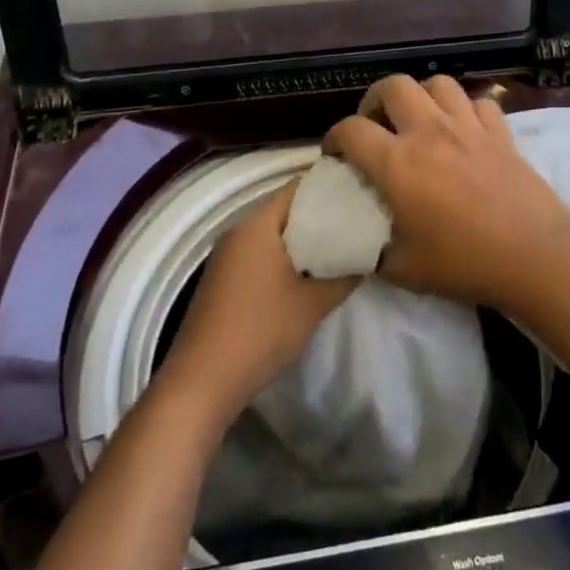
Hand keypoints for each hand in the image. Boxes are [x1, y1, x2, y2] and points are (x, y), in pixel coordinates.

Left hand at [158, 183, 357, 426]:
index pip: (298, 188)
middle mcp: (238, 231)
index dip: (331, 187)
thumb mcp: (312, 304)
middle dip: (321, 216)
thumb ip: (344, 276)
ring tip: (341, 245)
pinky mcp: (223, 279)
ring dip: (303, 240)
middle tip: (358, 220)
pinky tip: (309, 273)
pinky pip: (260, 254)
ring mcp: (226, 256)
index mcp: (257, 225)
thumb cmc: (260, 332)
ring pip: (273, 235)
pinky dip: (285, 257)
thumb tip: (367, 257)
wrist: (202, 382)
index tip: (360, 192)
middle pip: (286, 210)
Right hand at [324, 74, 569, 305]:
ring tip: (419, 120)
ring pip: (438, 83)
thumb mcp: (404, 270)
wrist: (534, 255)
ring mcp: (468, 126)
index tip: (335, 155)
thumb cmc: (465, 263)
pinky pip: (478, 102)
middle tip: (376, 126)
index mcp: (397, 163)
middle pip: (392, 86)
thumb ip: (372, 251)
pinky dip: (466, 110)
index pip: (350, 130)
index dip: (334, 138)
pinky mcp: (500, 131)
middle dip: (374, 101)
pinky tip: (464, 130)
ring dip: (421, 96)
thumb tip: (357, 244)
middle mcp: (429, 132)